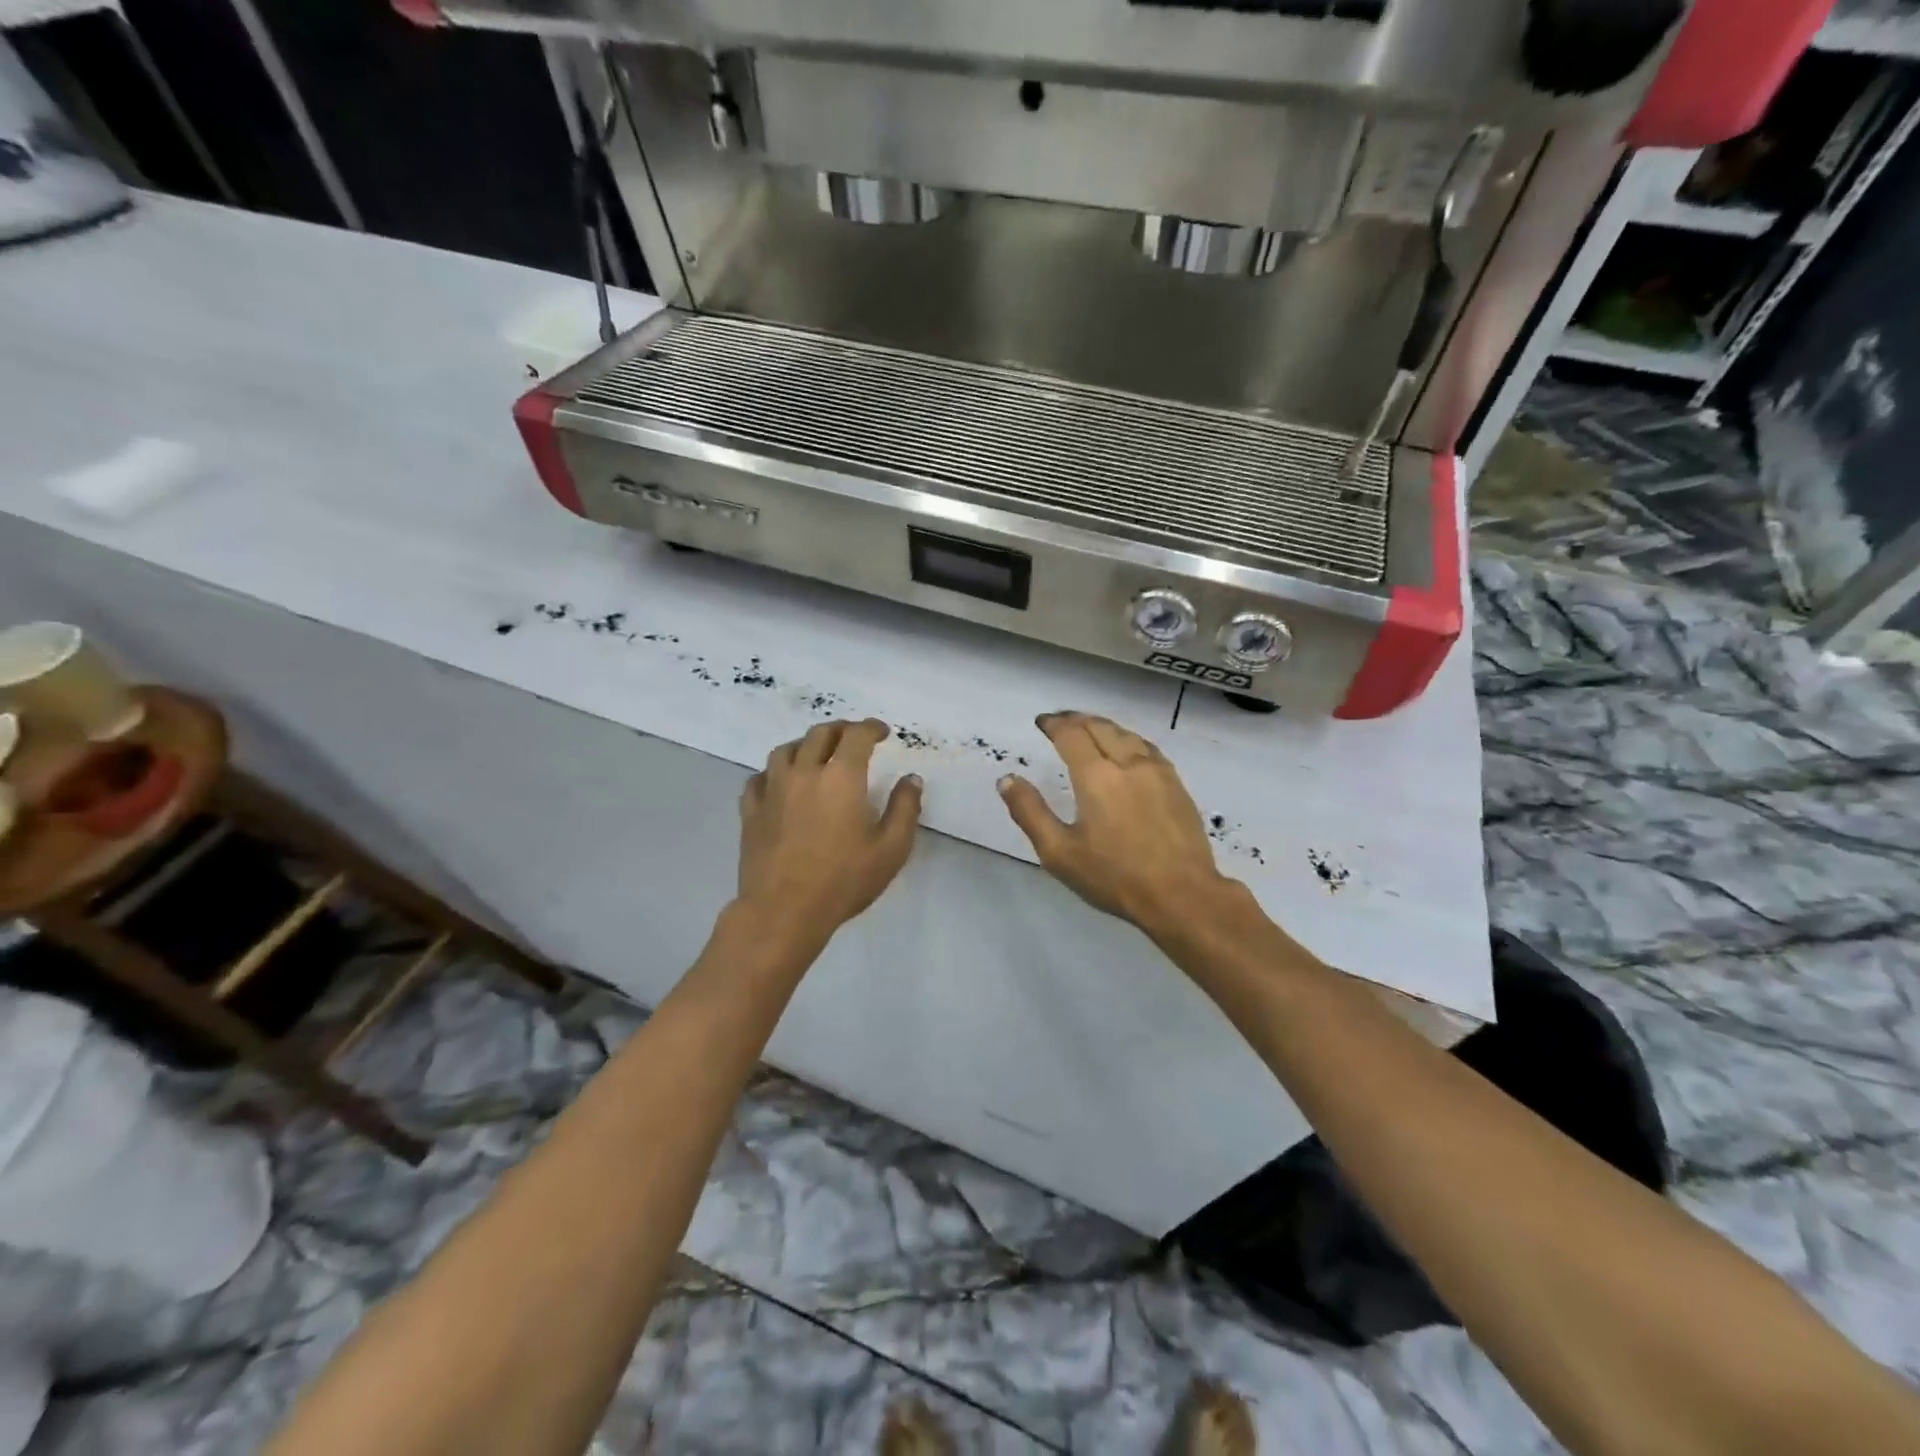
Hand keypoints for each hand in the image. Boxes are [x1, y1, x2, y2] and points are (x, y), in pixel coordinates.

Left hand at [737, 719, 922, 942]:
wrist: (784, 910)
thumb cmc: (844, 880)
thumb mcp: (891, 849)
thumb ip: (905, 808)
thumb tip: (911, 779)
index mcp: (841, 777)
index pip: (856, 735)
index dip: (871, 727)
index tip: (882, 732)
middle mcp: (805, 772)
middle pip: (820, 734)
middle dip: (841, 730)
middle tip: (853, 737)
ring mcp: (773, 790)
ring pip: (785, 750)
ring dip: (805, 745)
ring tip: (816, 754)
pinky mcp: (751, 811)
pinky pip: (759, 778)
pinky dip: (773, 772)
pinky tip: (780, 782)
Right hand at [997, 712, 1232, 934]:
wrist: (1181, 895)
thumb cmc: (1114, 876)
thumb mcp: (1059, 852)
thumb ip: (1030, 812)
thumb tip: (1007, 779)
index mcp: (1096, 776)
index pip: (1071, 734)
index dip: (1054, 724)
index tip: (1042, 722)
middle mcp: (1127, 762)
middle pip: (1100, 727)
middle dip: (1077, 720)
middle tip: (1061, 721)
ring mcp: (1157, 771)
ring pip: (1126, 734)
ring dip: (1103, 726)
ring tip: (1090, 729)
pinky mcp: (1176, 784)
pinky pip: (1147, 748)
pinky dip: (1128, 739)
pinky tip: (1128, 749)